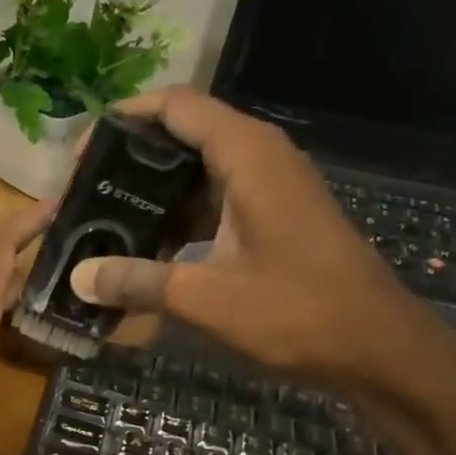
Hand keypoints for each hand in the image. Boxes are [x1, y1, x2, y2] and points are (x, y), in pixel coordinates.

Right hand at [69, 88, 440, 389]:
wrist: (376, 347)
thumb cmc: (298, 312)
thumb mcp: (206, 298)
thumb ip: (138, 282)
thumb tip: (78, 278)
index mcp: (247, 155)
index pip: (175, 107)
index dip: (122, 120)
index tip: (80, 155)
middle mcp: (259, 159)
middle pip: (181, 137)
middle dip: (129, 164)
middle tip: (84, 198)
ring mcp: (269, 190)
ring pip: (196, 176)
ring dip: (151, 198)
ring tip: (104, 227)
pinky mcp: (272, 221)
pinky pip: (213, 206)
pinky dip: (177, 223)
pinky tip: (146, 257)